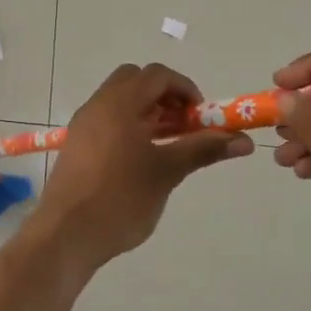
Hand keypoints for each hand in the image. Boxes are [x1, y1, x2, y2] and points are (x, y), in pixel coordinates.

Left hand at [32, 63, 253, 269]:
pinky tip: (141, 161)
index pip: (157, 75)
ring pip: (119, 101)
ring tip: (167, 146)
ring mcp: (83, 125)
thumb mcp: (167, 172)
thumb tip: (244, 140)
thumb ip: (203, 149)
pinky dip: (128, 126)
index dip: (185, 89)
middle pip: (135, 81)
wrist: (66, 235)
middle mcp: (98, 105)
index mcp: (119, 103)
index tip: (202, 117)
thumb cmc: (121, 198)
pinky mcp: (76, 146)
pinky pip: (106, 121)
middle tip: (183, 126)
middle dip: (164, 97)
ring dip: (146, 112)